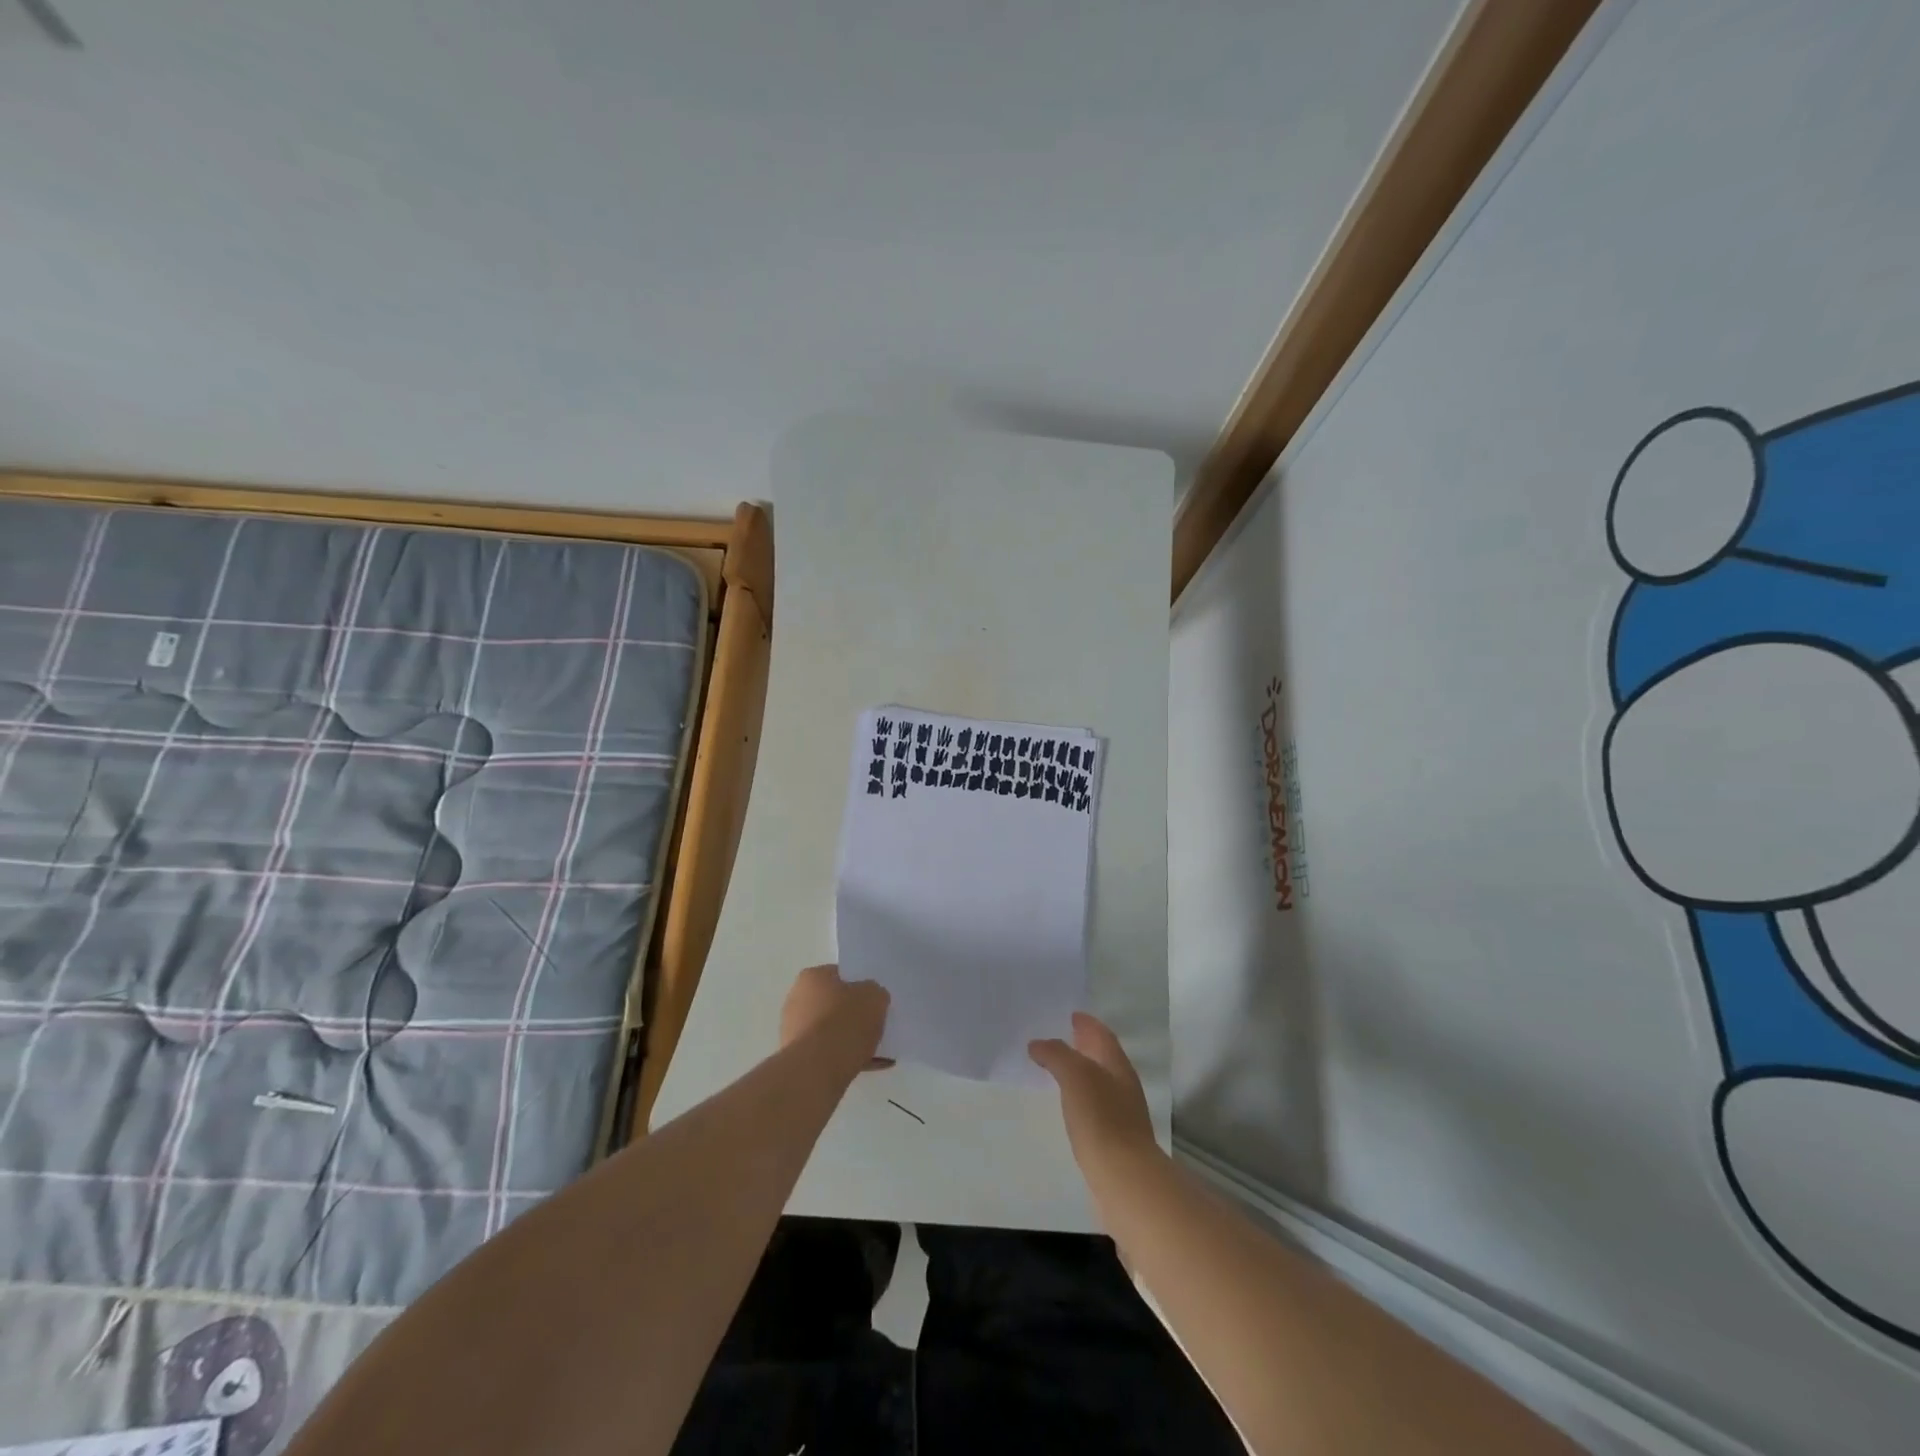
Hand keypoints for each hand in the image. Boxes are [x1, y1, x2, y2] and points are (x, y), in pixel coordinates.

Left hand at [780, 964, 891, 1068]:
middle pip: (834, 1004)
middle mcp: (797, 1000)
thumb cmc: (845, 1022)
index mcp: (812, 977)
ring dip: (852, 1039)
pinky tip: (872, 1066)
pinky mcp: (799, 1059)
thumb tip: (871, 999)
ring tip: (879, 1050)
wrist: (818, 1070)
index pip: (840, 975)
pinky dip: (848, 1058)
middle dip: (855, 1014)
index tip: (875, 999)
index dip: (860, 985)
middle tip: (877, 1023)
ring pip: (832, 1031)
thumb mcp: (875, 996)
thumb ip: (875, 993)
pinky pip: (830, 1054)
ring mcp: (795, 1031)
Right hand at [1030, 1012, 1155, 1173]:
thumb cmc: (1101, 1119)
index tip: (1072, 1014)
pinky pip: (1095, 1106)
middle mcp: (1123, 1085)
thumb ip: (1056, 1054)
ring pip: (1099, 1082)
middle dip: (1085, 1045)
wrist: (1125, 1179)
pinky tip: (1068, 1105)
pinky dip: (1081, 1096)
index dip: (1088, 1023)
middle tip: (1062, 1036)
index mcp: (1117, 1065)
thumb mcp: (1075, 1076)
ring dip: (1082, 1071)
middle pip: (1104, 1057)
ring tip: (1058, 1069)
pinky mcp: (1114, 1139)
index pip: (1102, 1035)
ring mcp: (1121, 1113)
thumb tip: (1038, 1044)